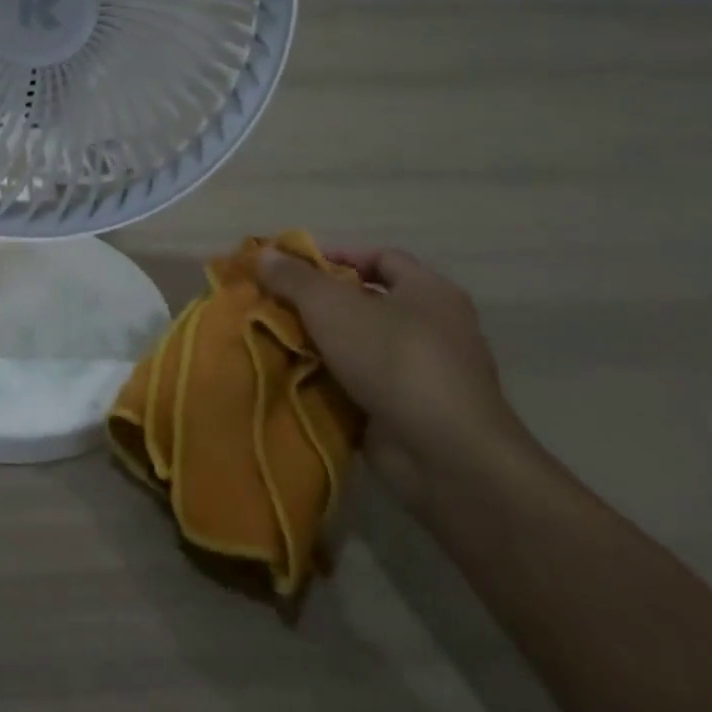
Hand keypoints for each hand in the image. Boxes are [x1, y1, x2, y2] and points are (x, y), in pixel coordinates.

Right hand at [258, 245, 524, 504]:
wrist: (446, 456)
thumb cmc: (393, 359)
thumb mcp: (330, 305)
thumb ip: (294, 277)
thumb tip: (265, 254)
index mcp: (429, 292)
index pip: (381, 258)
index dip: (337, 256)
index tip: (293, 268)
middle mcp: (435, 329)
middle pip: (368, 303)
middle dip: (320, 304)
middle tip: (276, 305)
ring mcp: (426, 375)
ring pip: (361, 347)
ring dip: (322, 345)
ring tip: (276, 340)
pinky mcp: (413, 414)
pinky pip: (363, 386)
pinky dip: (332, 382)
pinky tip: (296, 379)